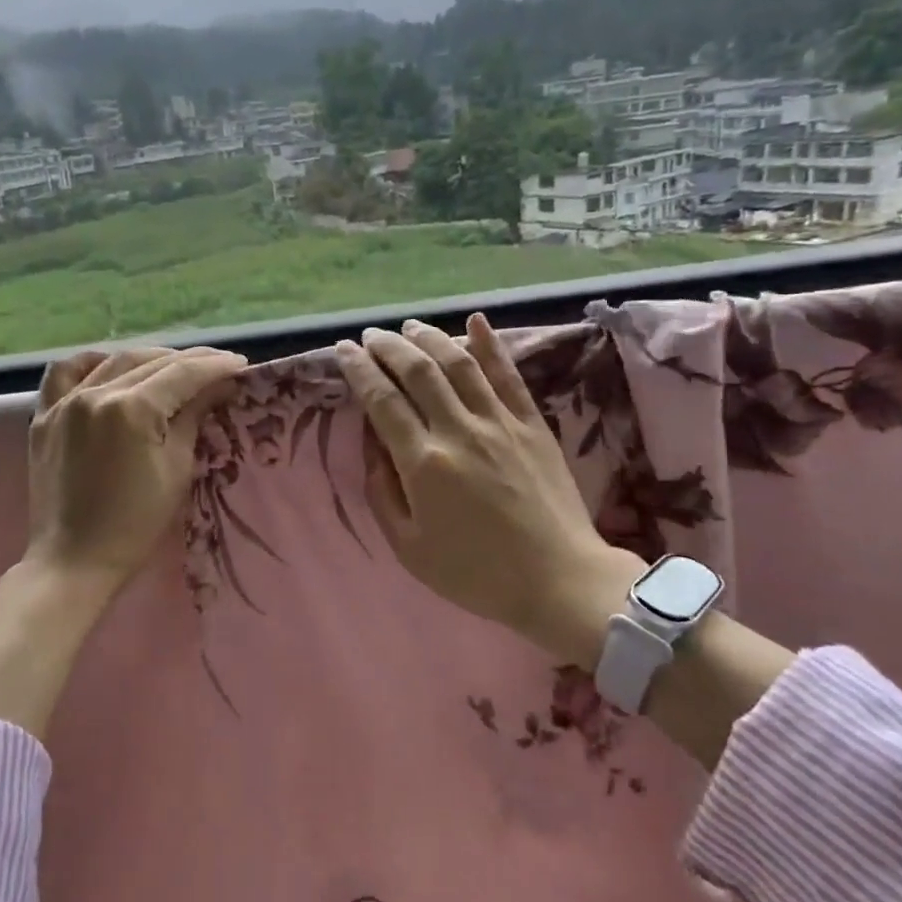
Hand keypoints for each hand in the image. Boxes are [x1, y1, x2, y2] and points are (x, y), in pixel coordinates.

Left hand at [24, 345, 248, 589]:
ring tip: (173, 367)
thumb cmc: (135, 524)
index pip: (182, 374)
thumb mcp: (176, 470)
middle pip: (150, 362)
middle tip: (216, 366)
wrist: (73, 562)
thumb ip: (193, 418)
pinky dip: (92, 363)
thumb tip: (216, 386)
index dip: (215, 366)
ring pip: (112, 361)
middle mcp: (95, 394)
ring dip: (148, 359)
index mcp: (131, 409)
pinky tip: (109, 367)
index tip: (240, 364)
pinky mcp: (44, 417)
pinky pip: (64, 373)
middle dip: (188, 360)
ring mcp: (64, 403)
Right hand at [334, 315, 646, 668]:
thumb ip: (383, 491)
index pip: (382, 401)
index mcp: (424, 463)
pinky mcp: (532, 424)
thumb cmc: (475, 573)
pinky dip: (490, 344)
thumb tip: (373, 444)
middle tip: (371, 336)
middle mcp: (459, 430)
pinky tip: (474, 321)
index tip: (343, 350)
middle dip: (388, 347)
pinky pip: (508, 374)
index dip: (359, 370)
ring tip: (409, 327)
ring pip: (459, 363)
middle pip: (417, 371)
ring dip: (430, 338)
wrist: (557, 580)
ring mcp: (500, 422)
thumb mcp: (409, 546)